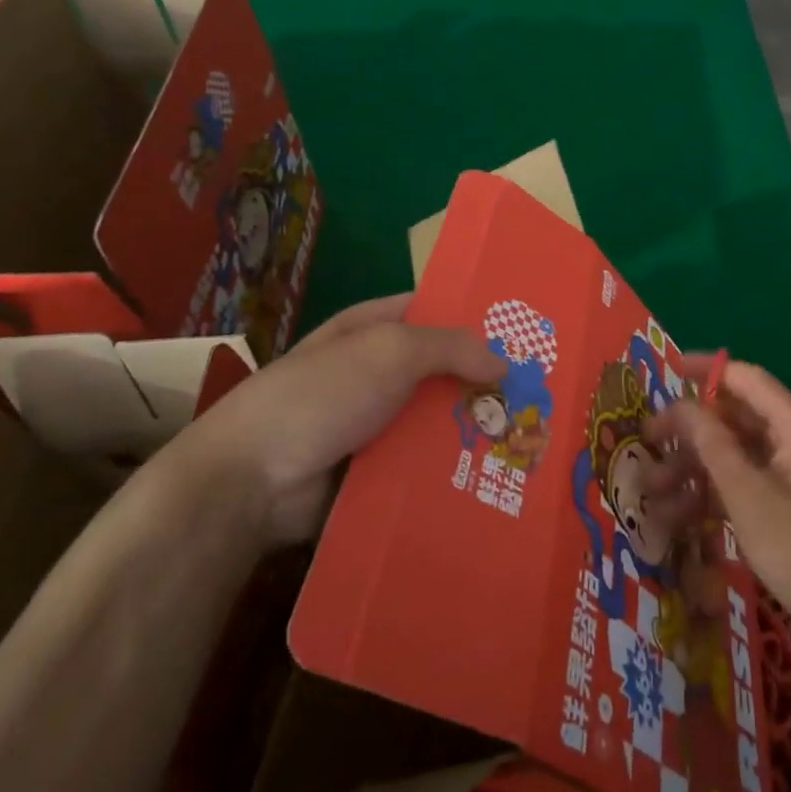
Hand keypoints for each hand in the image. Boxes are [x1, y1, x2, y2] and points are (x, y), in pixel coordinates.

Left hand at [190, 293, 504, 546]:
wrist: (251, 481)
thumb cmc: (321, 396)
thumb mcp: (389, 351)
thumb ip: (450, 347)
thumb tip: (502, 361)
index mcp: (371, 330)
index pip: (431, 311)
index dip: (474, 316)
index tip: (524, 331)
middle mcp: (374, 373)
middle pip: (440, 370)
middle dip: (484, 381)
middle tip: (539, 394)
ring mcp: (373, 424)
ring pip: (436, 421)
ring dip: (473, 430)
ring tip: (529, 441)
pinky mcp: (374, 472)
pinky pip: (422, 465)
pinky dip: (451, 469)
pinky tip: (495, 477)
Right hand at [646, 360, 790, 671]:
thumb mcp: (748, 496)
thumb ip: (712, 445)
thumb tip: (680, 403)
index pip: (746, 379)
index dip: (705, 370)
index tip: (664, 370)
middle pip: (737, 419)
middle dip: (690, 431)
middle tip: (647, 442)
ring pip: (737, 456)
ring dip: (696, 469)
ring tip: (653, 493)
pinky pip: (748, 486)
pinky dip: (716, 494)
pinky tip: (680, 519)